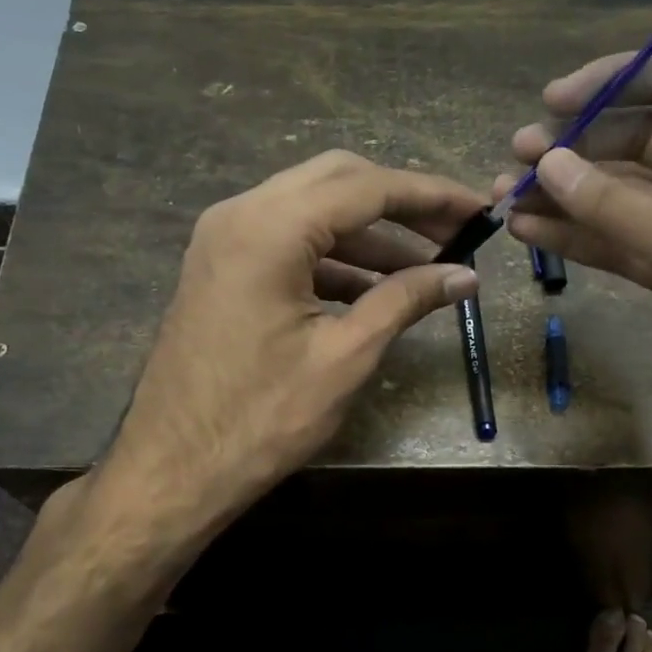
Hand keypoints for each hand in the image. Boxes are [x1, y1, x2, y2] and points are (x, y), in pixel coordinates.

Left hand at [103, 150, 483, 529]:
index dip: (431, 195)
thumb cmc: (261, 418)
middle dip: (401, 204)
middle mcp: (241, 214)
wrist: (172, 470)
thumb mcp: (346, 356)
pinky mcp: (222, 267)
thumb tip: (465, 276)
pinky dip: (335, 256)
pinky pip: (288, 241)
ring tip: (427, 266)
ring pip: (312, 210)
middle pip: (337, 181)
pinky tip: (375, 288)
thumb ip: (406, 300)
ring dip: (369, 233)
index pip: (367, 188)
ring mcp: (224, 239)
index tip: (479, 209)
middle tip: (454, 232)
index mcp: (270, 228)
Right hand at [496, 49, 651, 461]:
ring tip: (505, 196)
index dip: (609, 82)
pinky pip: (623, 241)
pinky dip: (581, 237)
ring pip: (622, 196)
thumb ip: (612, 203)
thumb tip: (547, 164)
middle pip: (638, 139)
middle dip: (576, 147)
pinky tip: (531, 232)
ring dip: (568, 196)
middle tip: (516, 159)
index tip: (551, 102)